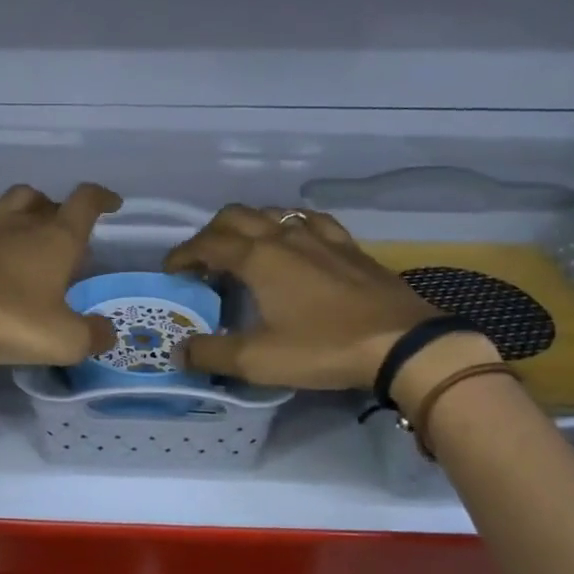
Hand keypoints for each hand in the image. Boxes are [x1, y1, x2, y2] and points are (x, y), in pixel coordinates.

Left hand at [0, 183, 121, 364]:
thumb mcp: (64, 340)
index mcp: (57, 239)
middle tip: (62, 232)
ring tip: (27, 220)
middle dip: (57, 209)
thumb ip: (92, 336)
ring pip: (9, 198)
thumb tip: (106, 333)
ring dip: (23, 204)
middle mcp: (22, 224)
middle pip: (43, 199)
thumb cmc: (10, 320)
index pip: (85, 202)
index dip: (102, 198)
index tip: (112, 204)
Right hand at [163, 205, 443, 388]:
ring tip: (243, 251)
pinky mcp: (348, 246)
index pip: (207, 244)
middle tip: (201, 261)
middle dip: (210, 233)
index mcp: (258, 258)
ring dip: (247, 226)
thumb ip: (212, 353)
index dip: (183, 255)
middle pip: (235, 217)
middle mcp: (284, 236)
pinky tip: (295, 240)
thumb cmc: (324, 348)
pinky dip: (289, 225)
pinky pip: (310, 221)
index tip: (170, 271)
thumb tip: (180, 352)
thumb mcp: (258, 360)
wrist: (403, 344)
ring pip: (272, 213)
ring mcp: (320, 237)